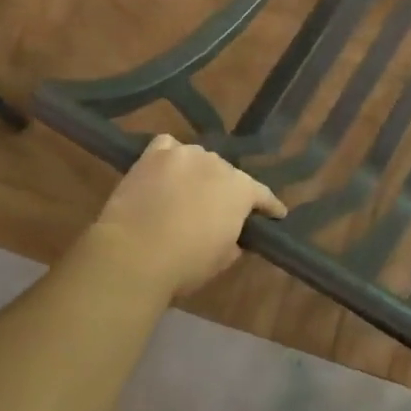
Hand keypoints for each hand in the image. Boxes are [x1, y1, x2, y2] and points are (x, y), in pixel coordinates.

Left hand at [90, 136, 284, 298]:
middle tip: (219, 209)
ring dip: (199, 173)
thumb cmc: (186, 263)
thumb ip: (234, 240)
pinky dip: (171, 156)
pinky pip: (168, 146)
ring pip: (199, 159)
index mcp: (241, 189)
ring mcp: (184, 155)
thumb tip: (231, 235)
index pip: (263, 195)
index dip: (270, 207)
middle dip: (227, 190)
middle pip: (228, 174)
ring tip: (190, 190)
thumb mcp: (223, 259)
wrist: (134, 254)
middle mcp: (218, 164)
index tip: (277, 214)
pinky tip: (167, 169)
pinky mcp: (153, 155)